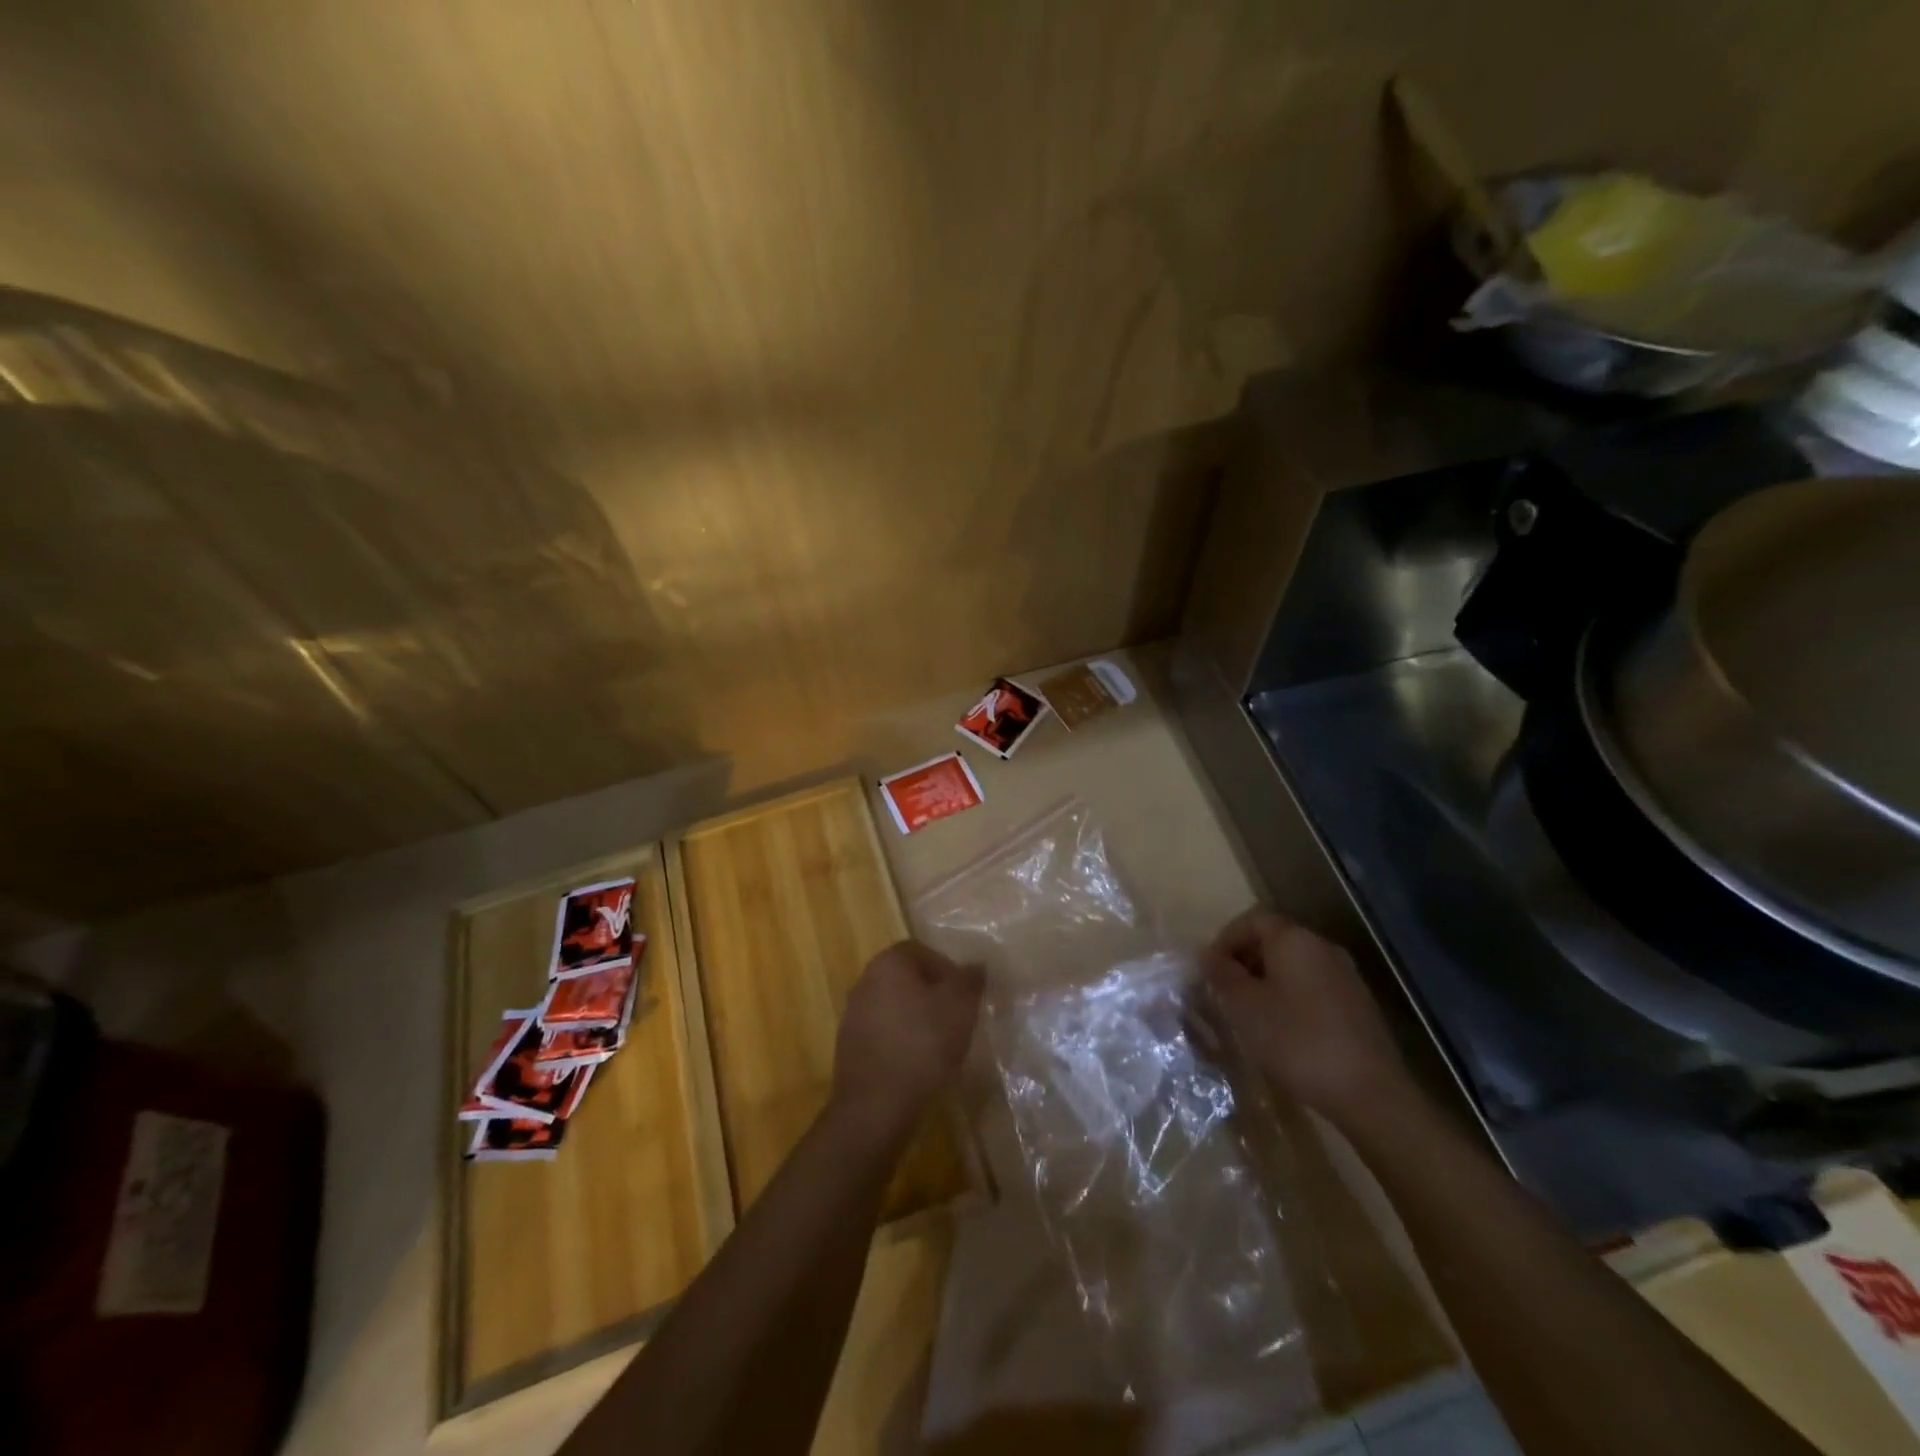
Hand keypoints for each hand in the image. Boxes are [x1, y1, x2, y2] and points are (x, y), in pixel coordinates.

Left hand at [831, 939, 983, 1148]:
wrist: (875, 1105)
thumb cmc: (922, 1044)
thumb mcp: (960, 1007)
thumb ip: (970, 980)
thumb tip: (976, 965)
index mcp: (888, 963)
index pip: (921, 950)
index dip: (947, 968)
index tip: (965, 994)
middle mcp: (865, 980)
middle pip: (906, 978)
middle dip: (933, 994)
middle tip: (956, 1017)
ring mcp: (853, 1014)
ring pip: (894, 1006)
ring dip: (917, 1018)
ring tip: (940, 1044)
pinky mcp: (849, 1047)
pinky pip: (883, 1033)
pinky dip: (902, 1041)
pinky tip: (918, 1064)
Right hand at [1203, 906, 1408, 1118]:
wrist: (1369, 1093)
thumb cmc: (1296, 1040)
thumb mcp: (1244, 1006)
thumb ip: (1222, 974)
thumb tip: (1209, 955)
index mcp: (1294, 939)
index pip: (1252, 919)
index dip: (1225, 938)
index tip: (1209, 969)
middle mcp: (1322, 948)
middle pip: (1275, 939)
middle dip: (1245, 960)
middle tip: (1225, 991)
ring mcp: (1345, 976)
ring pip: (1294, 965)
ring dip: (1267, 981)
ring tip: (1250, 1013)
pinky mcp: (1358, 1005)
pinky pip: (1313, 987)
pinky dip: (1291, 997)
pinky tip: (1283, 1030)